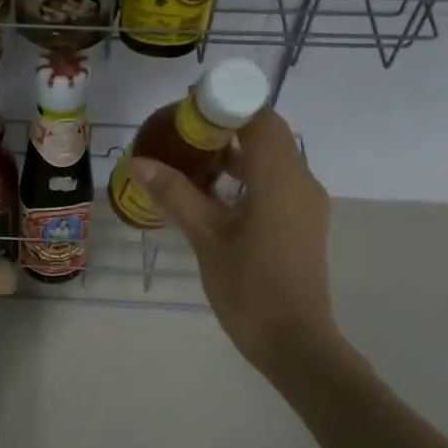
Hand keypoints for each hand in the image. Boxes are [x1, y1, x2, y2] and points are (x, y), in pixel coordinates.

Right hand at [130, 109, 338, 373]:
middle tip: (183, 137)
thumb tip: (141, 162)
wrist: (294, 342)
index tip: (189, 110)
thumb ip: (175, 194)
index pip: (260, 118)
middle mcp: (301, 181)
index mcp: (281, 177)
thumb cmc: (249, 287)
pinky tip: (215, 198)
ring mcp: (307, 204)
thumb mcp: (206, 238)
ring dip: (237, 156)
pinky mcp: (304, 224)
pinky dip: (249, 179)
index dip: (226, 106)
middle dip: (227, 129)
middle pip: (267, 136)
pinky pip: (277, 185)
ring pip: (273, 161)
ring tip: (192, 164)